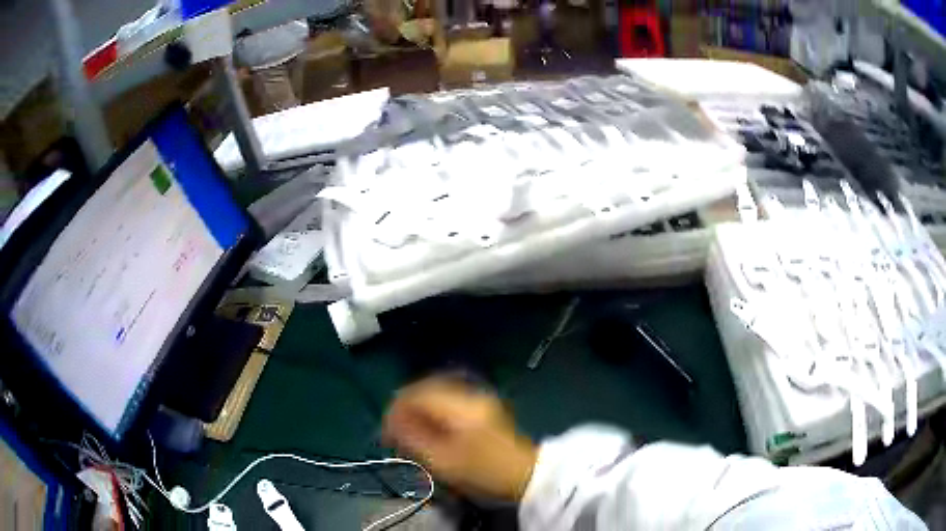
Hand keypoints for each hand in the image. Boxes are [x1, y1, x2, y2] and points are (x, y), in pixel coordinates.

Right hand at [383, 377, 537, 501]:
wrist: (527, 475)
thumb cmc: (484, 472)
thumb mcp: (443, 462)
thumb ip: (413, 439)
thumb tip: (391, 423)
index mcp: (460, 406)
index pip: (417, 394)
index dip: (395, 409)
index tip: (385, 432)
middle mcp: (470, 394)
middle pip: (426, 389)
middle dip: (406, 408)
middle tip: (395, 431)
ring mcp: (479, 399)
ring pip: (437, 393)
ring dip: (419, 409)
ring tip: (410, 432)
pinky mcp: (483, 408)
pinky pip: (449, 401)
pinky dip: (433, 412)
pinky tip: (429, 429)